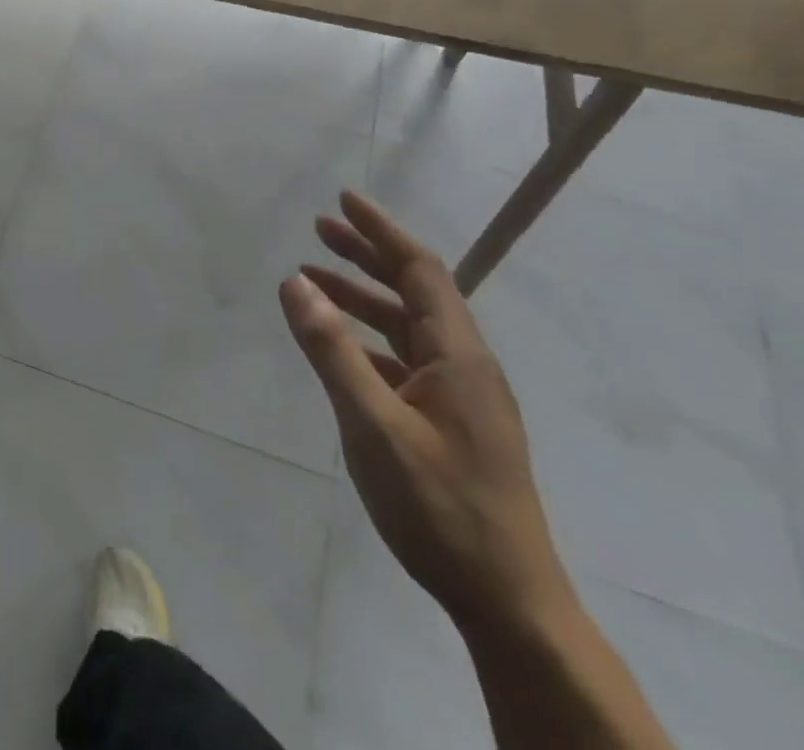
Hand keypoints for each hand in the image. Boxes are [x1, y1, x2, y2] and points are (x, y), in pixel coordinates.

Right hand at [280, 193, 572, 631]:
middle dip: (367, 256)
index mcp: (458, 355)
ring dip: (362, 298)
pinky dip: (368, 340)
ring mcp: (461, 397)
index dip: (381, 231)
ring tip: (313, 281)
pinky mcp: (451, 424)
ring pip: (407, 327)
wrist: (509, 604)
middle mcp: (465, 365)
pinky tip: (339, 348)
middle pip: (415, 291)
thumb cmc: (441, 507)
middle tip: (318, 231)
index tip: (343, 200)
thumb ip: (332, 351)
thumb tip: (295, 283)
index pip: (420, 269)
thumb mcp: (374, 425)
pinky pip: (405, 360)